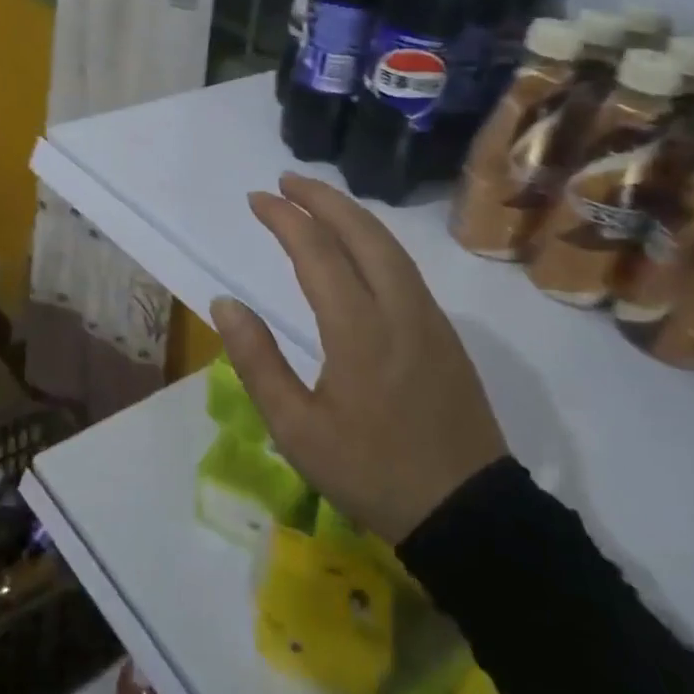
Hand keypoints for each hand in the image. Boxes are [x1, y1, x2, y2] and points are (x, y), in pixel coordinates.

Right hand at [209, 173, 507, 544]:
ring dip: (350, 214)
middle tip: (285, 181)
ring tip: (316, 201)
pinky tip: (359, 246)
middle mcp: (398, 308)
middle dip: (321, 198)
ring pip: (389, 245)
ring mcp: (428, 317)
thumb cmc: (372, 472)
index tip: (256, 199)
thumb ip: (258, 361)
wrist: (467, 512)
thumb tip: (225, 304)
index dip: (285, 219)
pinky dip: (374, 238)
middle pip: (361, 232)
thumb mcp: (297, 430)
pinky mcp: (444, 331)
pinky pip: (405, 266)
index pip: (317, 252)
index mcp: (359, 329)